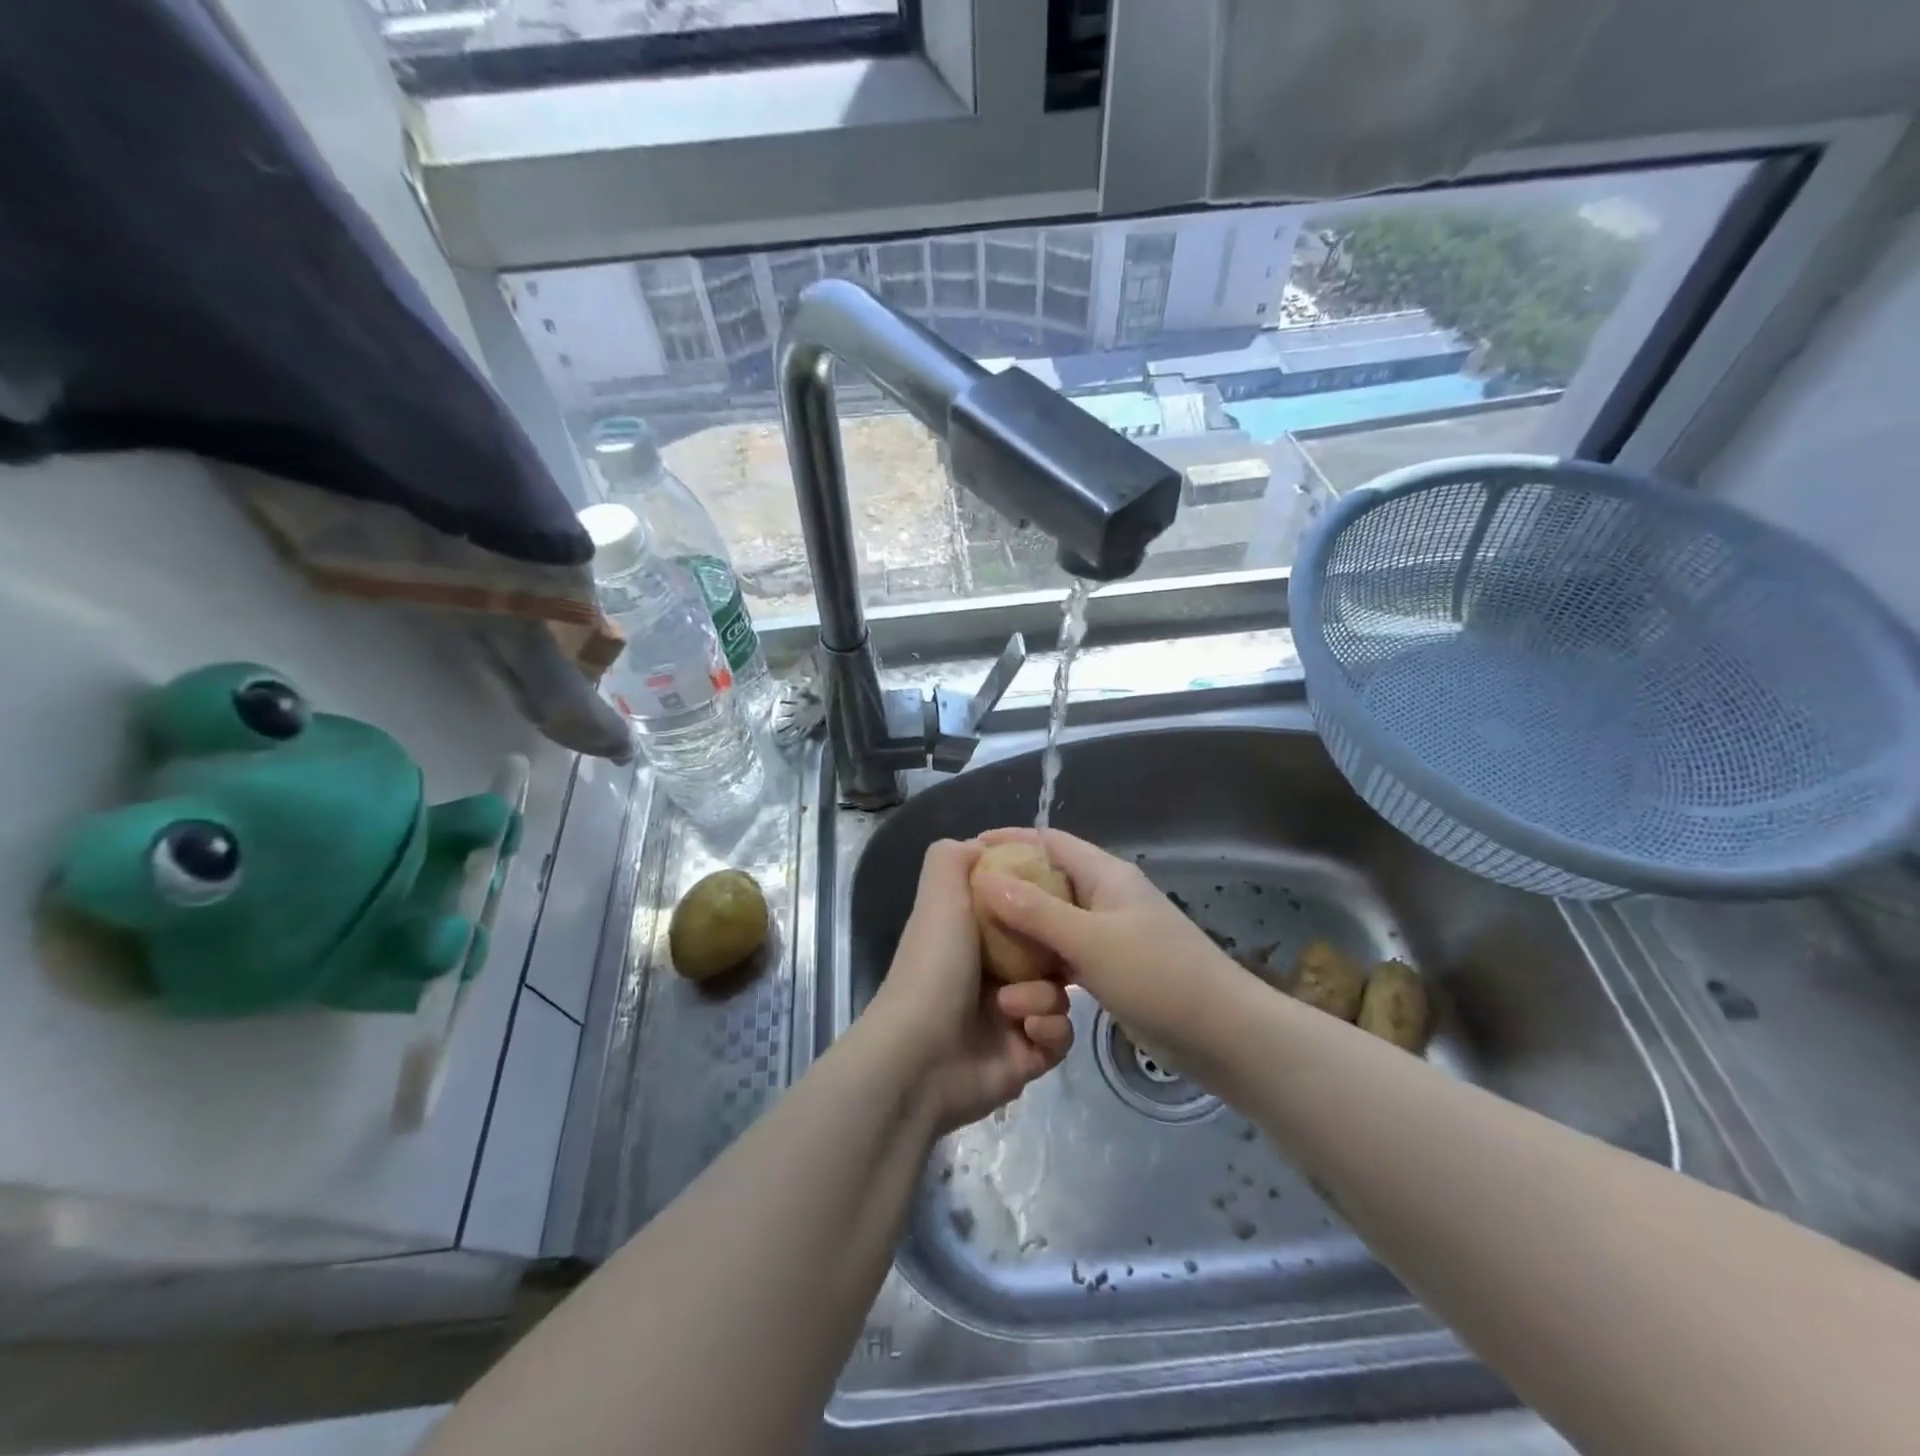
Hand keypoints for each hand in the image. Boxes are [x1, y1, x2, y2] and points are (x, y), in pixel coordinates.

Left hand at [864, 839, 1073, 1132]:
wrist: (920, 1057)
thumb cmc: (934, 968)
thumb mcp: (940, 897)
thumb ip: (953, 859)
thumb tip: (981, 844)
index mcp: (972, 938)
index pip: (1022, 916)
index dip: (1042, 907)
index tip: (1060, 900)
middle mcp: (992, 975)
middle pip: (1049, 955)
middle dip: (1055, 956)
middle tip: (1056, 957)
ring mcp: (1010, 1018)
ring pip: (1059, 996)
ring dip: (1045, 997)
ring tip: (1015, 1007)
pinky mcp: (1026, 1057)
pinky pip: (1060, 1037)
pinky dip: (1050, 1030)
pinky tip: (1027, 1032)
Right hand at [972, 827, 1240, 1072]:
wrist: (1222, 1035)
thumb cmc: (1158, 976)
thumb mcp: (1090, 940)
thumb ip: (1036, 910)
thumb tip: (985, 877)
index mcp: (1105, 875)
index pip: (1050, 841)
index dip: (1011, 840)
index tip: (970, 850)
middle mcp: (1106, 897)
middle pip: (1049, 881)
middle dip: (1009, 889)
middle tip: (965, 906)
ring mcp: (1111, 934)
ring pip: (1055, 922)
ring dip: (1024, 932)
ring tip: (983, 944)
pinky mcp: (1114, 968)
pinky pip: (1067, 954)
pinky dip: (1044, 962)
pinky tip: (1018, 978)